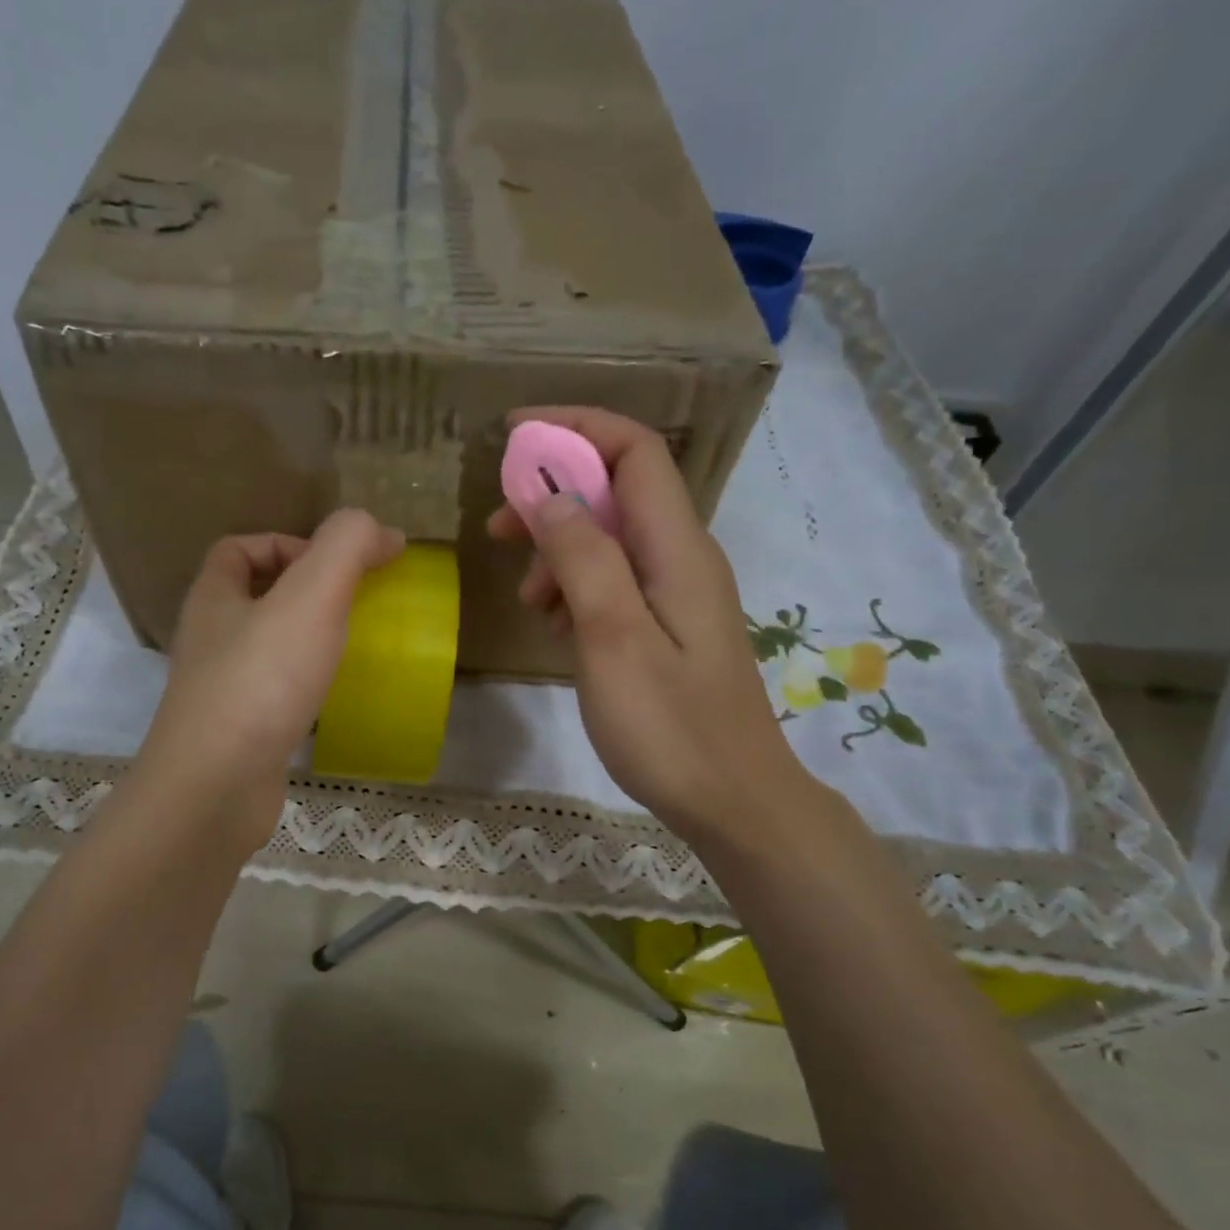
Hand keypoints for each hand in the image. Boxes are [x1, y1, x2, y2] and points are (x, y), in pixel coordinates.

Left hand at [135, 509, 404, 848]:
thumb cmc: (261, 681)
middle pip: (254, 597)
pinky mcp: (239, 734)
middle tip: (354, 606)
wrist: (216, 789)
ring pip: (267, 648)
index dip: (286, 542)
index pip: (239, 548)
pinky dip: (305, 688)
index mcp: (214, 598)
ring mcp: (220, 691)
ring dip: (307, 641)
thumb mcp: (311, 597)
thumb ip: (346, 547)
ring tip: (352, 648)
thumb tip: (382, 531)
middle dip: (304, 593)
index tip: (335, 565)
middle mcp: (209, 640)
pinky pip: (275, 694)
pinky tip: (336, 699)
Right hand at [487, 406, 807, 840]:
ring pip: (607, 541)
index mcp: (676, 548)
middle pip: (615, 491)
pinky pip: (613, 584)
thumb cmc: (669, 725)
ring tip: (529, 602)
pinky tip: (556, 628)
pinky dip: (575, 591)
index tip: (511, 437)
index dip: (574, 428)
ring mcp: (675, 595)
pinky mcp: (665, 629)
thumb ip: (582, 559)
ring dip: (558, 553)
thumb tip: (549, 494)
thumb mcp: (613, 637)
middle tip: (497, 529)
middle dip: (552, 496)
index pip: (633, 451)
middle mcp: (681, 558)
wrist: (732, 801)